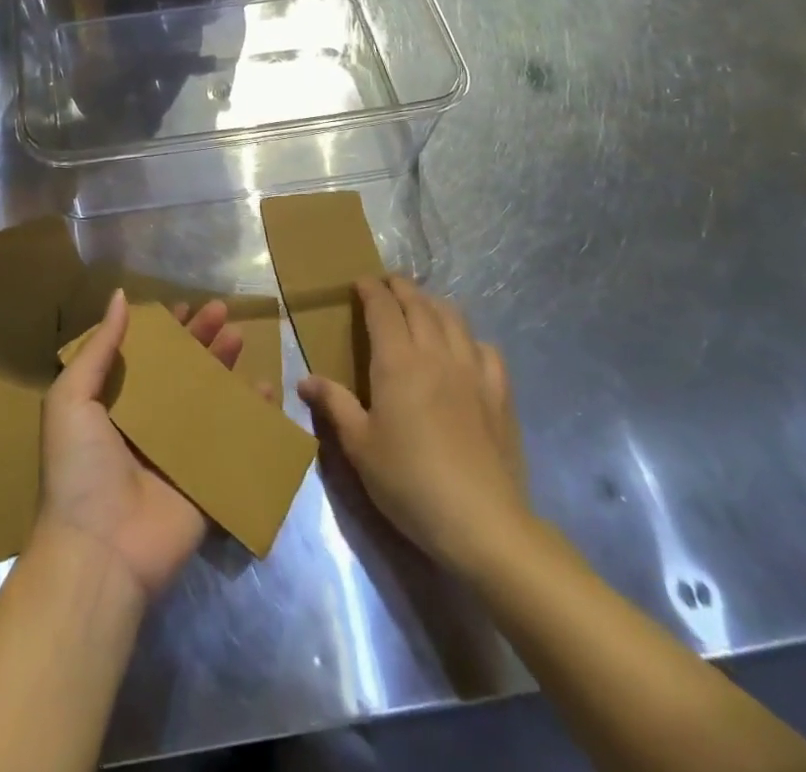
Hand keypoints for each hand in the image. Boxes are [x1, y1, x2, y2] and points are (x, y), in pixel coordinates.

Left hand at [34, 289, 250, 602]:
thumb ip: (99, 348)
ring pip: (208, 399)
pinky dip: (251, 416)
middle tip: (223, 311)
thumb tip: (119, 296)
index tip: (185, 305)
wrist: (100, 550)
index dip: (165, 330)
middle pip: (181, 371)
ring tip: (241, 336)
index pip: (146, 357)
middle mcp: (147, 424)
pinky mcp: (205, 480)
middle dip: (200, 340)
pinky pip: (232, 441)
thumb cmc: (79, 467)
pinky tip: (266, 389)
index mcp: (114, 404)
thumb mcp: (72, 398)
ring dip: (224, 367)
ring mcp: (178, 452)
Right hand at [298, 276, 533, 578]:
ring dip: (433, 304)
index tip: (359, 282)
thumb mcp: (359, 446)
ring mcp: (473, 371)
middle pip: (419, 304)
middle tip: (386, 285)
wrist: (482, 522)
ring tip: (421, 306)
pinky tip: (465, 348)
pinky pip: (486, 349)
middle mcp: (436, 354)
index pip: (383, 308)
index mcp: (397, 361)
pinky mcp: (500, 394)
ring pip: (454, 318)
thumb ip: (334, 405)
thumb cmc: (409, 482)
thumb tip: (305, 380)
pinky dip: (470, 338)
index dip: (370, 289)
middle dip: (401, 288)